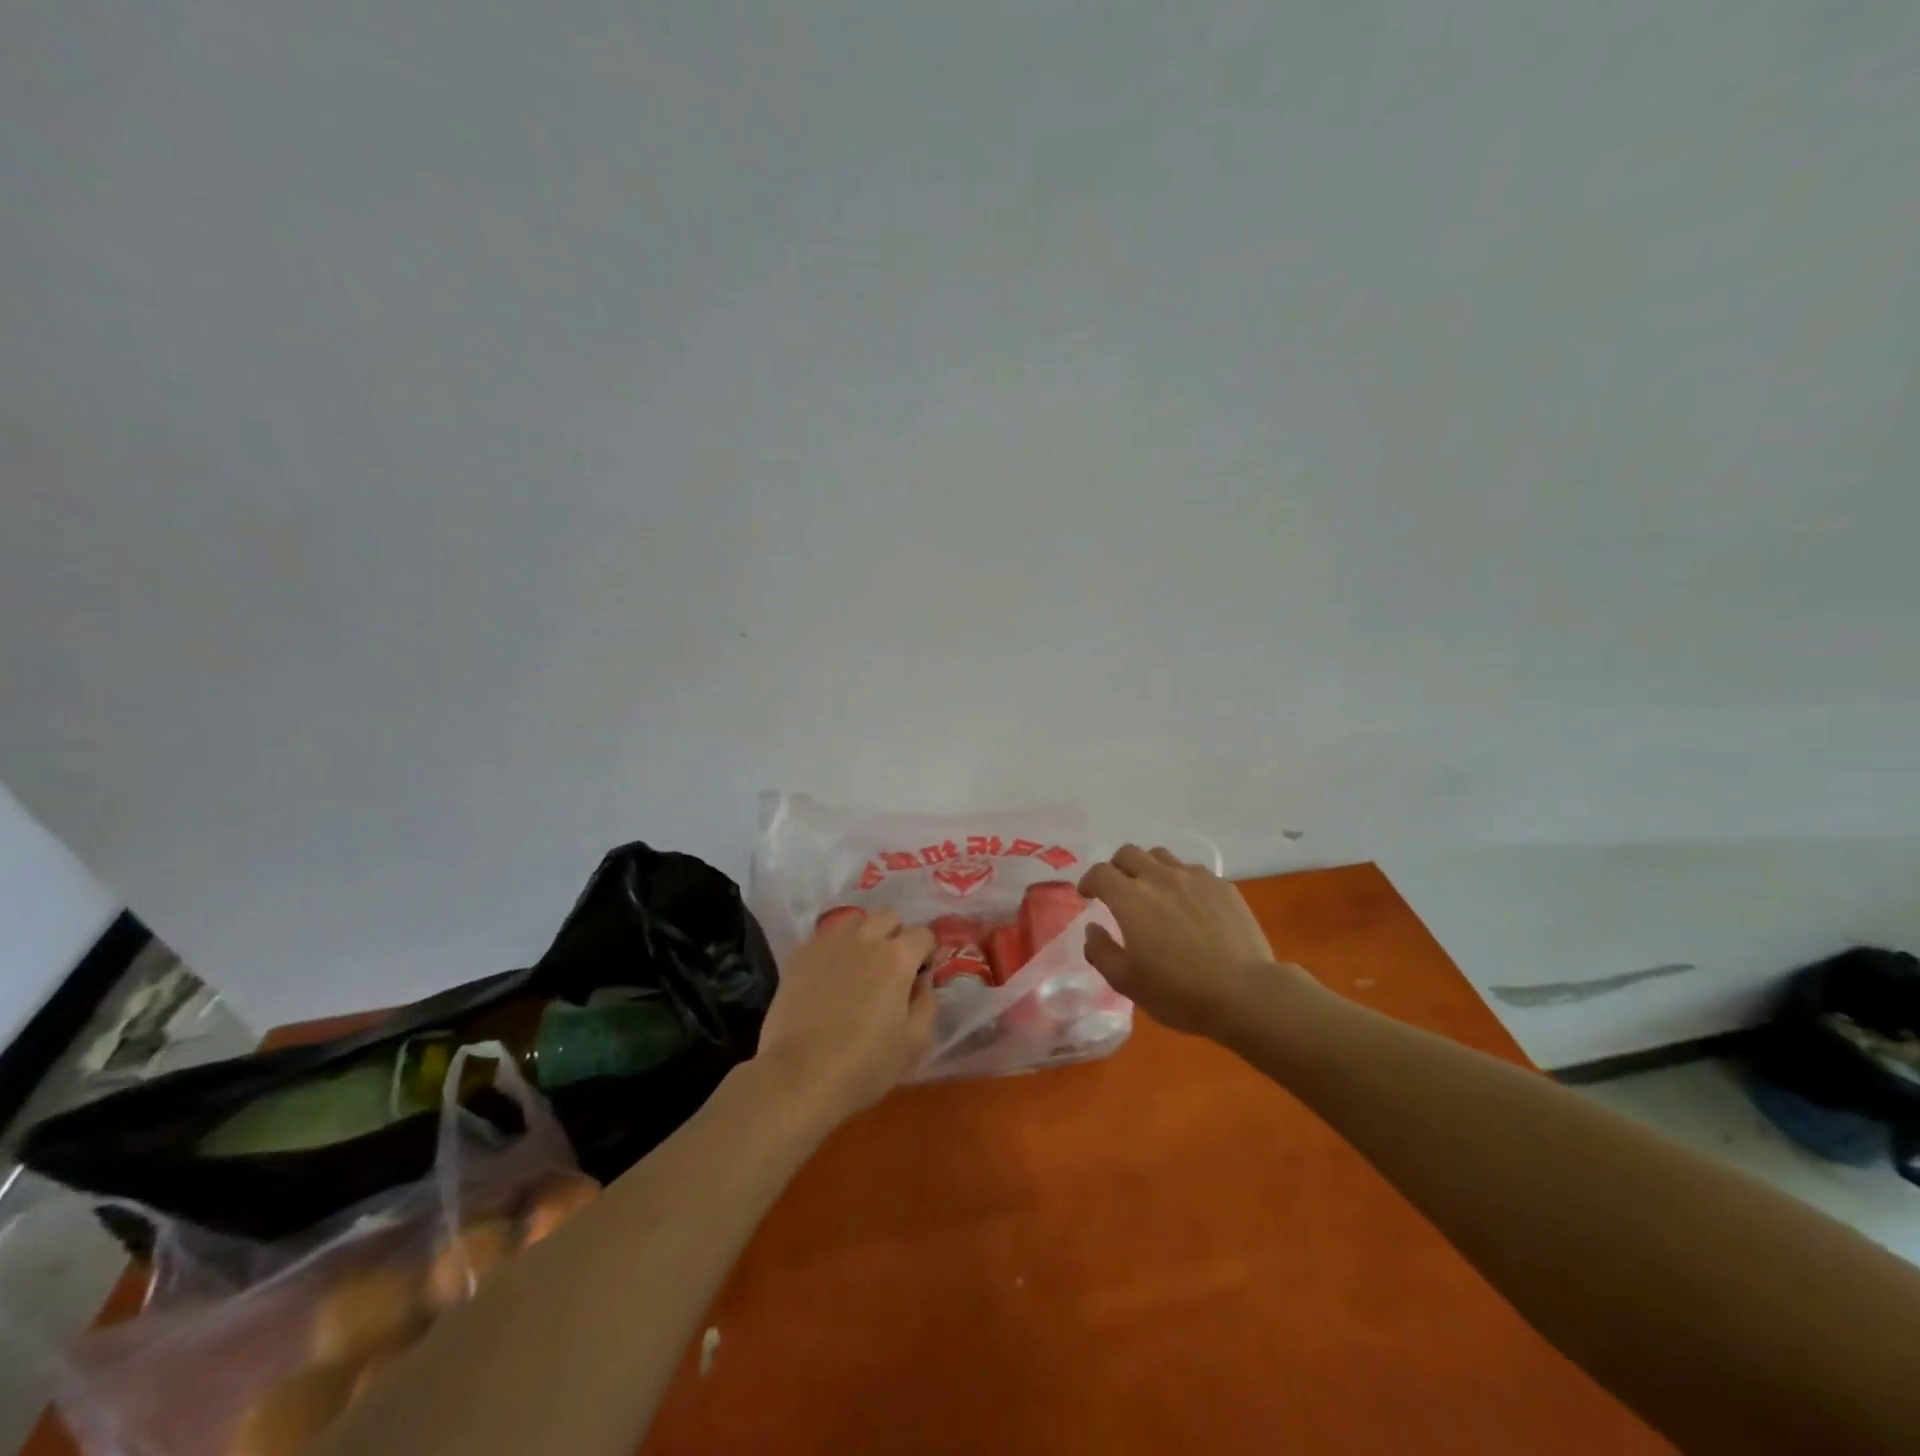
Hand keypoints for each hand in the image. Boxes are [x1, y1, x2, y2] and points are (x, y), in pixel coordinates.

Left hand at [754, 909, 936, 1123]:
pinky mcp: (800, 954)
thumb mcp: (914, 1042)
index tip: (920, 974)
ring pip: (854, 920)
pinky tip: (828, 975)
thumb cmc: (865, 1065)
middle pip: (888, 916)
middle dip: (896, 934)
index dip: (926, 952)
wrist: (799, 1076)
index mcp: (897, 957)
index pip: (923, 934)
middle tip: (891, 966)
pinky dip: (833, 948)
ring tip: (858, 964)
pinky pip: (824, 937)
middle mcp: (865, 939)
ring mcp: (829, 943)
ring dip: (863, 934)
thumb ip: (927, 1002)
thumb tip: (922, 979)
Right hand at [1078, 846, 1294, 1037]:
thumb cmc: (1180, 992)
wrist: (1246, 993)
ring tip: (1153, 892)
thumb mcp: (1127, 983)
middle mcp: (1159, 877)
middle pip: (1129, 853)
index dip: (1089, 880)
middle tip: (1118, 890)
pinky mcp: (1222, 885)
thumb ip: (1101, 952)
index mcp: (1130, 898)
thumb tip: (1093, 928)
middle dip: (1116, 867)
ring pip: (1161, 856)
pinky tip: (1188, 904)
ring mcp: (1194, 877)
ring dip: (1148, 868)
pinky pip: (1192, 870)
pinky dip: (1180, 880)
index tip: (1088, 895)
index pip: (1100, 872)